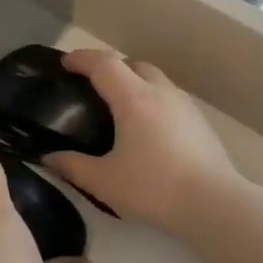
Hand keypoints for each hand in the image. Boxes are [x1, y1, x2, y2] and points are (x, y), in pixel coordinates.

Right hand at [44, 51, 237, 233]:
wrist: (214, 204)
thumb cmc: (154, 187)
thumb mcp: (104, 182)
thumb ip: (73, 166)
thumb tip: (48, 158)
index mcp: (133, 98)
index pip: (103, 64)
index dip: (81, 58)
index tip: (65, 64)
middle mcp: (160, 92)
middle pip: (132, 64)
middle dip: (109, 68)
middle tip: (92, 87)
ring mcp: (184, 105)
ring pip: (154, 79)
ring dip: (134, 82)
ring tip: (119, 107)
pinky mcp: (200, 122)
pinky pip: (169, 97)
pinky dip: (152, 99)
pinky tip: (148, 128)